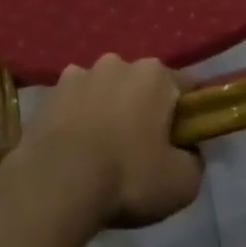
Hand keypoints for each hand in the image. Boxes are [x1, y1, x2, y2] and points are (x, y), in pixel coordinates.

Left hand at [7, 55, 203, 229]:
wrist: (56, 183)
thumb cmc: (127, 177)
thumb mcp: (182, 183)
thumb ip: (195, 161)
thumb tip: (189, 151)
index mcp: (155, 75)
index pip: (184, 87)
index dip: (188, 114)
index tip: (184, 140)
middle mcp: (118, 63)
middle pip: (141, 85)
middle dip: (144, 109)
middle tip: (142, 149)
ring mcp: (80, 73)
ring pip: (105, 90)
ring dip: (108, 110)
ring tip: (101, 151)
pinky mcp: (50, 92)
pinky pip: (74, 102)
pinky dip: (77, 117)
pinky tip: (74, 148)